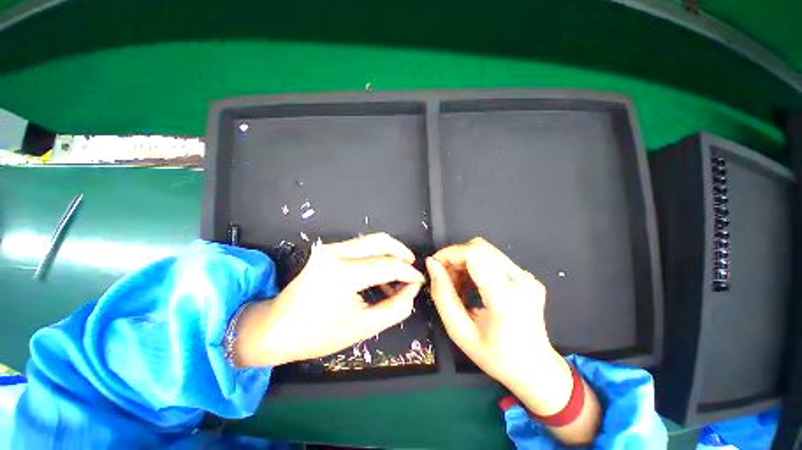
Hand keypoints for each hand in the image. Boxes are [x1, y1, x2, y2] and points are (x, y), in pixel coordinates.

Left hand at [234, 233, 423, 366]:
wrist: (277, 329)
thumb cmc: (318, 334)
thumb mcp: (364, 326)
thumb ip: (396, 307)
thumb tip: (412, 289)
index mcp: (343, 274)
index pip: (388, 265)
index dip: (409, 273)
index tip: (420, 281)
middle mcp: (336, 253)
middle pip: (381, 241)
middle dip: (402, 253)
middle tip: (412, 270)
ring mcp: (330, 248)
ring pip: (371, 241)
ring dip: (389, 254)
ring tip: (399, 274)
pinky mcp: (328, 250)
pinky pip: (361, 247)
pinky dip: (376, 256)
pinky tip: (381, 275)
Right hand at [425, 238, 572, 415]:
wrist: (534, 367)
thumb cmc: (495, 356)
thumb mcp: (459, 332)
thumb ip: (442, 295)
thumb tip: (432, 264)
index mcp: (506, 298)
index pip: (475, 254)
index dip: (450, 253)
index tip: (435, 266)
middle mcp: (521, 281)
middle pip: (479, 247)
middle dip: (455, 257)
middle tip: (445, 278)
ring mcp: (527, 276)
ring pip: (485, 250)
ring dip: (464, 261)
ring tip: (459, 285)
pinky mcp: (527, 276)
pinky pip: (494, 258)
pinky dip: (476, 265)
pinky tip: (474, 285)